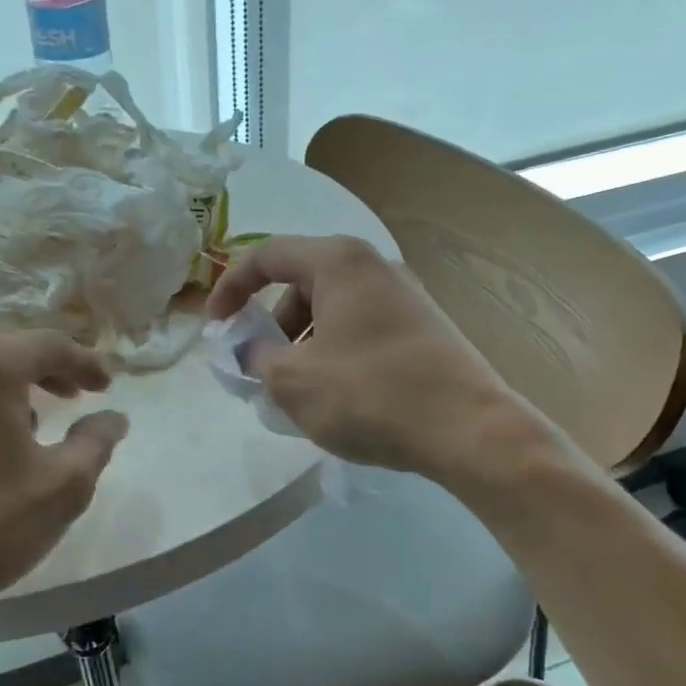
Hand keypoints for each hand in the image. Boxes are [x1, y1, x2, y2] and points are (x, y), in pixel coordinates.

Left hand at [0, 331, 127, 665]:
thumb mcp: (61, 488)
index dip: (86, 362)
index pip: (49, 345)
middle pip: (4, 351)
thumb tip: (114, 418)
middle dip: (45, 371)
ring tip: (28, 424)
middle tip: (73, 397)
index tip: (107, 385)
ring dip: (5, 388)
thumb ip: (95, 443)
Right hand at [208, 234, 531, 480]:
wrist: (470, 430)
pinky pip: (360, 329)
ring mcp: (405, 295)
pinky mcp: (424, 327)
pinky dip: (334, 352)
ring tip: (298, 391)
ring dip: (302, 343)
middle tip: (261, 368)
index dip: (230, 287)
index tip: (215, 326)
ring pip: (332, 310)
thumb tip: (252, 349)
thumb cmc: (370, 395)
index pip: (266, 256)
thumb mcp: (292, 380)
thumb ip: (256, 357)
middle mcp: (374, 265)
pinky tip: (338, 395)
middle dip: (271, 325)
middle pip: (301, 283)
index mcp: (338, 262)